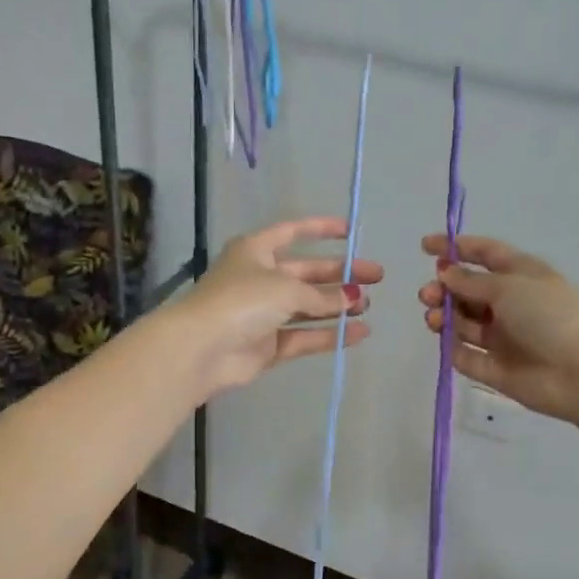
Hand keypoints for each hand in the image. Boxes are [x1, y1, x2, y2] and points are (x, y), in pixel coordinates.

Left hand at [172, 218, 382, 397]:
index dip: (320, 229)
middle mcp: (259, 278)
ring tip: (368, 306)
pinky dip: (329, 334)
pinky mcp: (267, 345)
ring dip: (336, 306)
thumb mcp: (287, 288)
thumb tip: (352, 298)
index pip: (292, 232)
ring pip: (307, 306)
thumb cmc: (242, 301)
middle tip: (375, 277)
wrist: (203, 348)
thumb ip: (322, 295)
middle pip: (306, 273)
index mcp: (256, 250)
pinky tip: (359, 333)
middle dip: (340, 275)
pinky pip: (304, 336)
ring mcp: (263, 314)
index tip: (351, 232)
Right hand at [418, 234, 578, 421]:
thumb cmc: (548, 315)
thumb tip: (445, 272)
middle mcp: (510, 304)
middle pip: (468, 291)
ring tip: (435, 318)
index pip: (484, 254)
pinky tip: (449, 342)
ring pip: (463, 322)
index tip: (425, 246)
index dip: (455, 248)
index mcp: (520, 275)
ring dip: (444, 316)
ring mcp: (502, 337)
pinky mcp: (494, 368)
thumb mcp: (508, 286)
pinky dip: (454, 348)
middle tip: (428, 294)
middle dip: (444, 288)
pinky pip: (466, 355)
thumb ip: (471, 281)